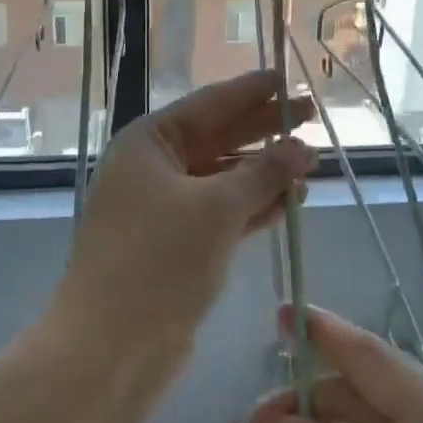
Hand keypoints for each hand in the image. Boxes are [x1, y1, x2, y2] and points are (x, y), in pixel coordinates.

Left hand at [54, 71, 315, 357]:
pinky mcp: (173, 246)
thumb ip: (263, 173)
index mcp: (148, 143)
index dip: (250, 92)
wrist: (111, 343)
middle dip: (263, 130)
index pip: (208, 105)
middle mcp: (150, 169)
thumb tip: (300, 146)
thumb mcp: (217, 208)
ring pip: (220, 179)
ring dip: (263, 172)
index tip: (286, 79)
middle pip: (216, 138)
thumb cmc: (160, 259)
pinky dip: (251, 207)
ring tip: (310, 163)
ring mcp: (160, 209)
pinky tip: (287, 203)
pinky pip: (218, 214)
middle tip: (311, 116)